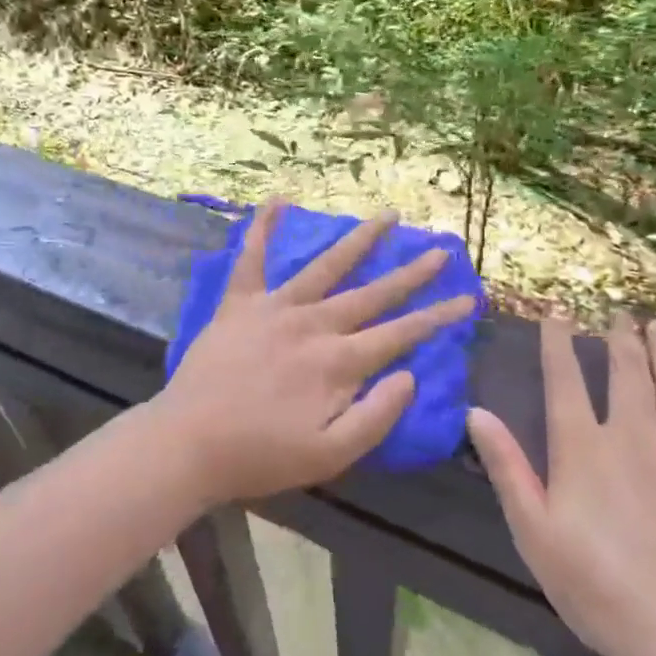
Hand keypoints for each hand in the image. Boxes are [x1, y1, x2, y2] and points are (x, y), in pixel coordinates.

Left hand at [155, 202, 475, 504]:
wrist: (188, 443)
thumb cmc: (261, 456)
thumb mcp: (330, 455)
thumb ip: (376, 416)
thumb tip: (410, 375)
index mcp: (337, 362)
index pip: (400, 334)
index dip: (437, 317)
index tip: (467, 298)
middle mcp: (313, 324)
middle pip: (372, 293)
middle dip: (411, 272)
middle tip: (440, 248)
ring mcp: (275, 307)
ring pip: (326, 266)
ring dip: (359, 239)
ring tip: (386, 216)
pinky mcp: (239, 302)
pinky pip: (251, 257)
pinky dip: (262, 227)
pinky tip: (276, 200)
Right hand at [467, 314, 655, 655]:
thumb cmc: (598, 587)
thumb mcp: (534, 531)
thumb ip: (507, 467)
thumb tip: (476, 411)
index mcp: (583, 448)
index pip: (564, 379)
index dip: (558, 341)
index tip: (558, 310)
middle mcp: (633, 436)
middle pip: (626, 373)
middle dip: (620, 338)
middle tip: (620, 313)